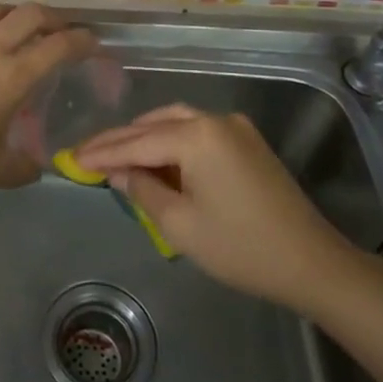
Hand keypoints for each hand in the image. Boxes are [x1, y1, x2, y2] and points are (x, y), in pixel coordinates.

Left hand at [0, 4, 93, 208]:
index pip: (57, 45)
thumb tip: (37, 165)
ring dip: (20, 15)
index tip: (95, 45)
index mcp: (11, 77)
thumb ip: (24, 165)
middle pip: (30, 14)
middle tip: (66, 33)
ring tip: (28, 32)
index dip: (82, 40)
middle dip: (55, 18)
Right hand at [74, 105, 356, 310]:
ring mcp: (235, 127)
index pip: (136, 141)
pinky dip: (172, 142)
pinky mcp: (247, 142)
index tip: (71, 158)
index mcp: (196, 136)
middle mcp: (214, 119)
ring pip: (176, 122)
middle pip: (154, 124)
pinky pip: (198, 132)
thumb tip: (118, 172)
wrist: (311, 261)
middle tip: (87, 155)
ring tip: (116, 156)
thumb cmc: (240, 247)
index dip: (102, 152)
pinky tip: (156, 159)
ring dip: (145, 137)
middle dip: (120, 140)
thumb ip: (142, 190)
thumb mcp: (180, 224)